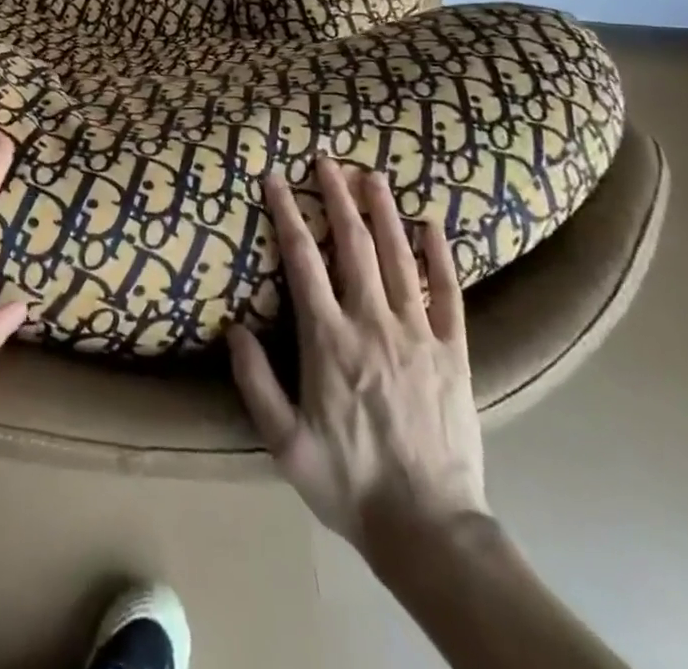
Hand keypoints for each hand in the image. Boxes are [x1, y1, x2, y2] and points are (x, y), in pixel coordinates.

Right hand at [228, 161, 487, 561]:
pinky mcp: (454, 352)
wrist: (431, 530)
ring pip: (399, 257)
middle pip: (353, 244)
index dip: (286, 212)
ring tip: (372, 173)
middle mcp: (372, 323)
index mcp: (329, 339)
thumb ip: (255, 382)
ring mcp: (418, 334)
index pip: (302, 259)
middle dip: (338, 195)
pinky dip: (440, 255)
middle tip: (327, 157)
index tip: (274, 178)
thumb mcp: (284, 442)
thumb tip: (233, 327)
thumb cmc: (349, 483)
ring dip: (383, 211)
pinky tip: (432, 224)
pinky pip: (448, 293)